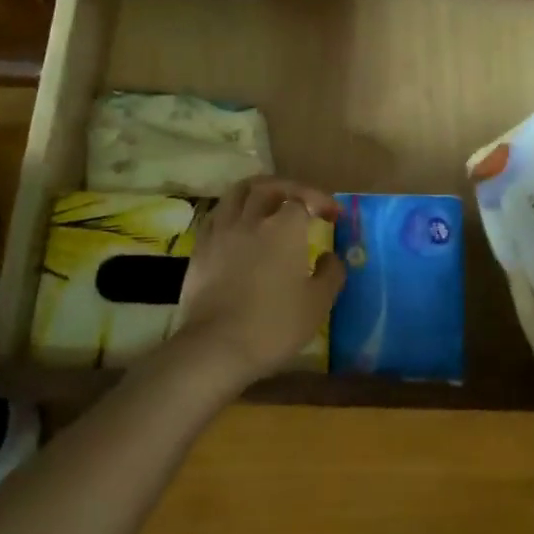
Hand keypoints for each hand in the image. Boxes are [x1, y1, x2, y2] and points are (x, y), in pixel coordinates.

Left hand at [173, 177, 344, 388]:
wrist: (217, 347)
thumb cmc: (274, 325)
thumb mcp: (318, 304)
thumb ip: (330, 274)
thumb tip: (329, 257)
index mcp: (284, 228)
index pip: (303, 200)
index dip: (320, 203)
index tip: (332, 216)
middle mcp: (251, 220)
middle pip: (268, 186)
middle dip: (289, 188)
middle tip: (301, 200)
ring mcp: (221, 231)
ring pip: (237, 193)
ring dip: (257, 191)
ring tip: (268, 202)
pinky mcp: (200, 248)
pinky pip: (217, 215)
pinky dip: (232, 211)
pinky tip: (239, 226)